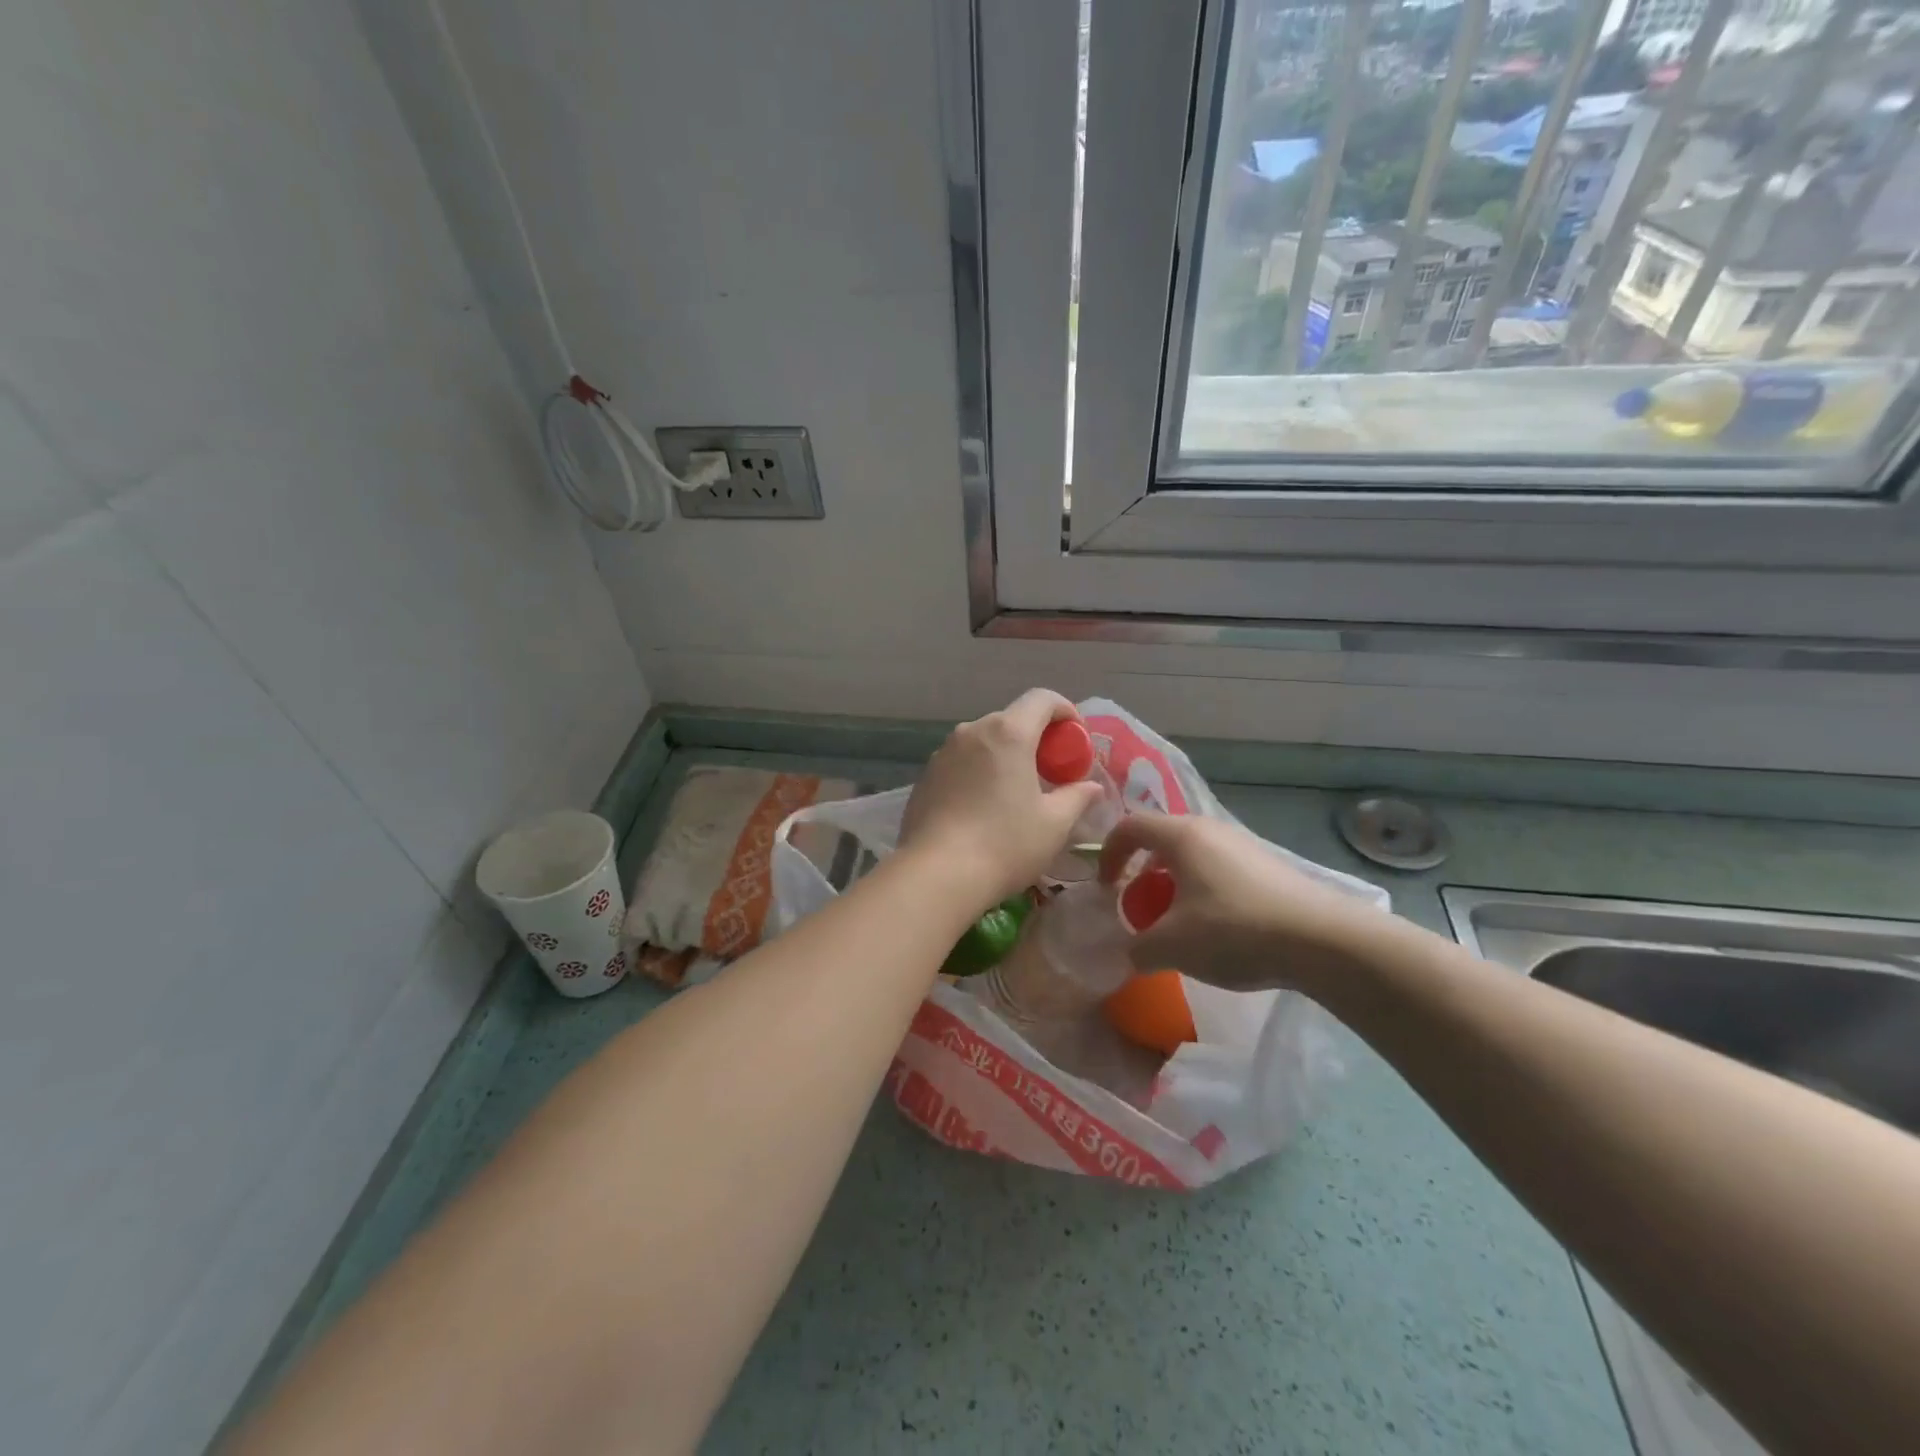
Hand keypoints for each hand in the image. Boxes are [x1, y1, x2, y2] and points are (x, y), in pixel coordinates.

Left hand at [899, 690, 1105, 911]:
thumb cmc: (1005, 844)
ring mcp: (943, 752)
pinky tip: (982, 808)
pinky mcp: (925, 776)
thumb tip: (1091, 787)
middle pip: (1011, 720)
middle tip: (1050, 771)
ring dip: (1005, 755)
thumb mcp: (1054, 824)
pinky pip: (961, 762)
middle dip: (1036, 738)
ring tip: (1015, 791)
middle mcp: (972, 731)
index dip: (1065, 711)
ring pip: (983, 741)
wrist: (936, 874)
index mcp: (1008, 733)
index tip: (1076, 739)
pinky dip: (978, 772)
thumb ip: (1077, 797)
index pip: (1042, 699)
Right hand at [1098, 812, 1386, 994]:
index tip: (1105, 888)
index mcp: (1181, 836)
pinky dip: (1203, 890)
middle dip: (1142, 873)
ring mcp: (1243, 845)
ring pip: (1193, 855)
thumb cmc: (1234, 930)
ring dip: (1173, 884)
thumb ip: (1138, 947)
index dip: (1108, 853)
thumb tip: (1131, 953)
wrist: (1322, 940)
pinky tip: (1217, 929)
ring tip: (1177, 922)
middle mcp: (1210, 830)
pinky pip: (1219, 869)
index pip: (1129, 826)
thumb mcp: (1172, 946)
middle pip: (1162, 840)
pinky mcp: (1268, 865)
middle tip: (1139, 907)